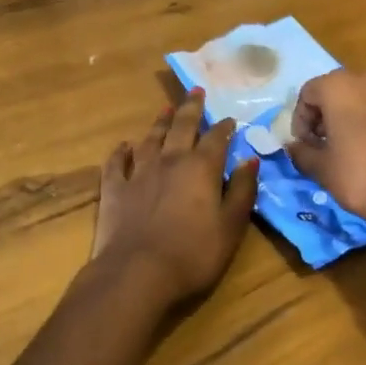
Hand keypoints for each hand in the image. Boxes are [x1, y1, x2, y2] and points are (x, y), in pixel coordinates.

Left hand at [91, 88, 260, 308]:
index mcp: (201, 168)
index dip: (224, 128)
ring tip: (165, 108)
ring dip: (159, 123)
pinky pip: (116, 163)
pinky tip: (123, 145)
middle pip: (182, 127)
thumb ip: (242, 191)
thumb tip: (250, 160)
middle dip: (191, 108)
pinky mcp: (114, 190)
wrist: (137, 273)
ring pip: (150, 139)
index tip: (230, 119)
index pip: (216, 139)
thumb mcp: (231, 226)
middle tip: (196, 90)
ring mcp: (138, 173)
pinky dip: (120, 152)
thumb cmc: (193, 254)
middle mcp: (170, 161)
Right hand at [286, 70, 365, 237]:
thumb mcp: (322, 168)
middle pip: (332, 91)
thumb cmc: (360, 176)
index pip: (307, 94)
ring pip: (356, 97)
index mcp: (339, 85)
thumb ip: (301, 151)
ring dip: (344, 117)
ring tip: (343, 148)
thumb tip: (293, 146)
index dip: (300, 121)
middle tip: (320, 146)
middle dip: (322, 116)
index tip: (304, 146)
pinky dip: (365, 120)